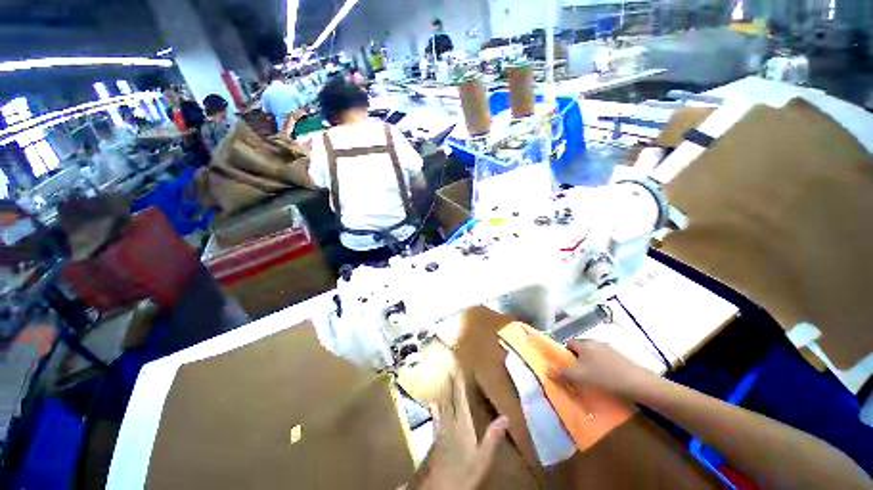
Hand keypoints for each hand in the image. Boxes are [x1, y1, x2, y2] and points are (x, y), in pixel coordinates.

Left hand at [411, 373, 507, 489]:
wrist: (439, 487)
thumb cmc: (464, 472)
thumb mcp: (483, 458)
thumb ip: (493, 436)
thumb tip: (505, 416)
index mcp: (462, 424)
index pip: (460, 398)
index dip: (459, 383)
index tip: (457, 368)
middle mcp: (450, 422)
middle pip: (450, 399)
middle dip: (451, 384)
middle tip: (451, 369)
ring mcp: (441, 429)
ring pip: (443, 406)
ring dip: (444, 392)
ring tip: (443, 380)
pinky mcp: (436, 438)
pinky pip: (436, 418)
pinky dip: (435, 409)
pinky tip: (432, 404)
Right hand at [557, 340, 656, 399]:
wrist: (640, 384)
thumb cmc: (604, 377)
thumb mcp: (579, 377)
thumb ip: (561, 374)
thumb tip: (546, 371)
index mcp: (584, 343)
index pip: (568, 344)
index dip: (564, 356)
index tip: (567, 369)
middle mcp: (596, 342)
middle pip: (581, 350)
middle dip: (577, 362)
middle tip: (578, 377)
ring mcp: (610, 350)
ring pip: (593, 356)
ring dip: (590, 366)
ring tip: (592, 382)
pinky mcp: (622, 358)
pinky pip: (605, 361)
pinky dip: (602, 370)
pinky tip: (607, 382)